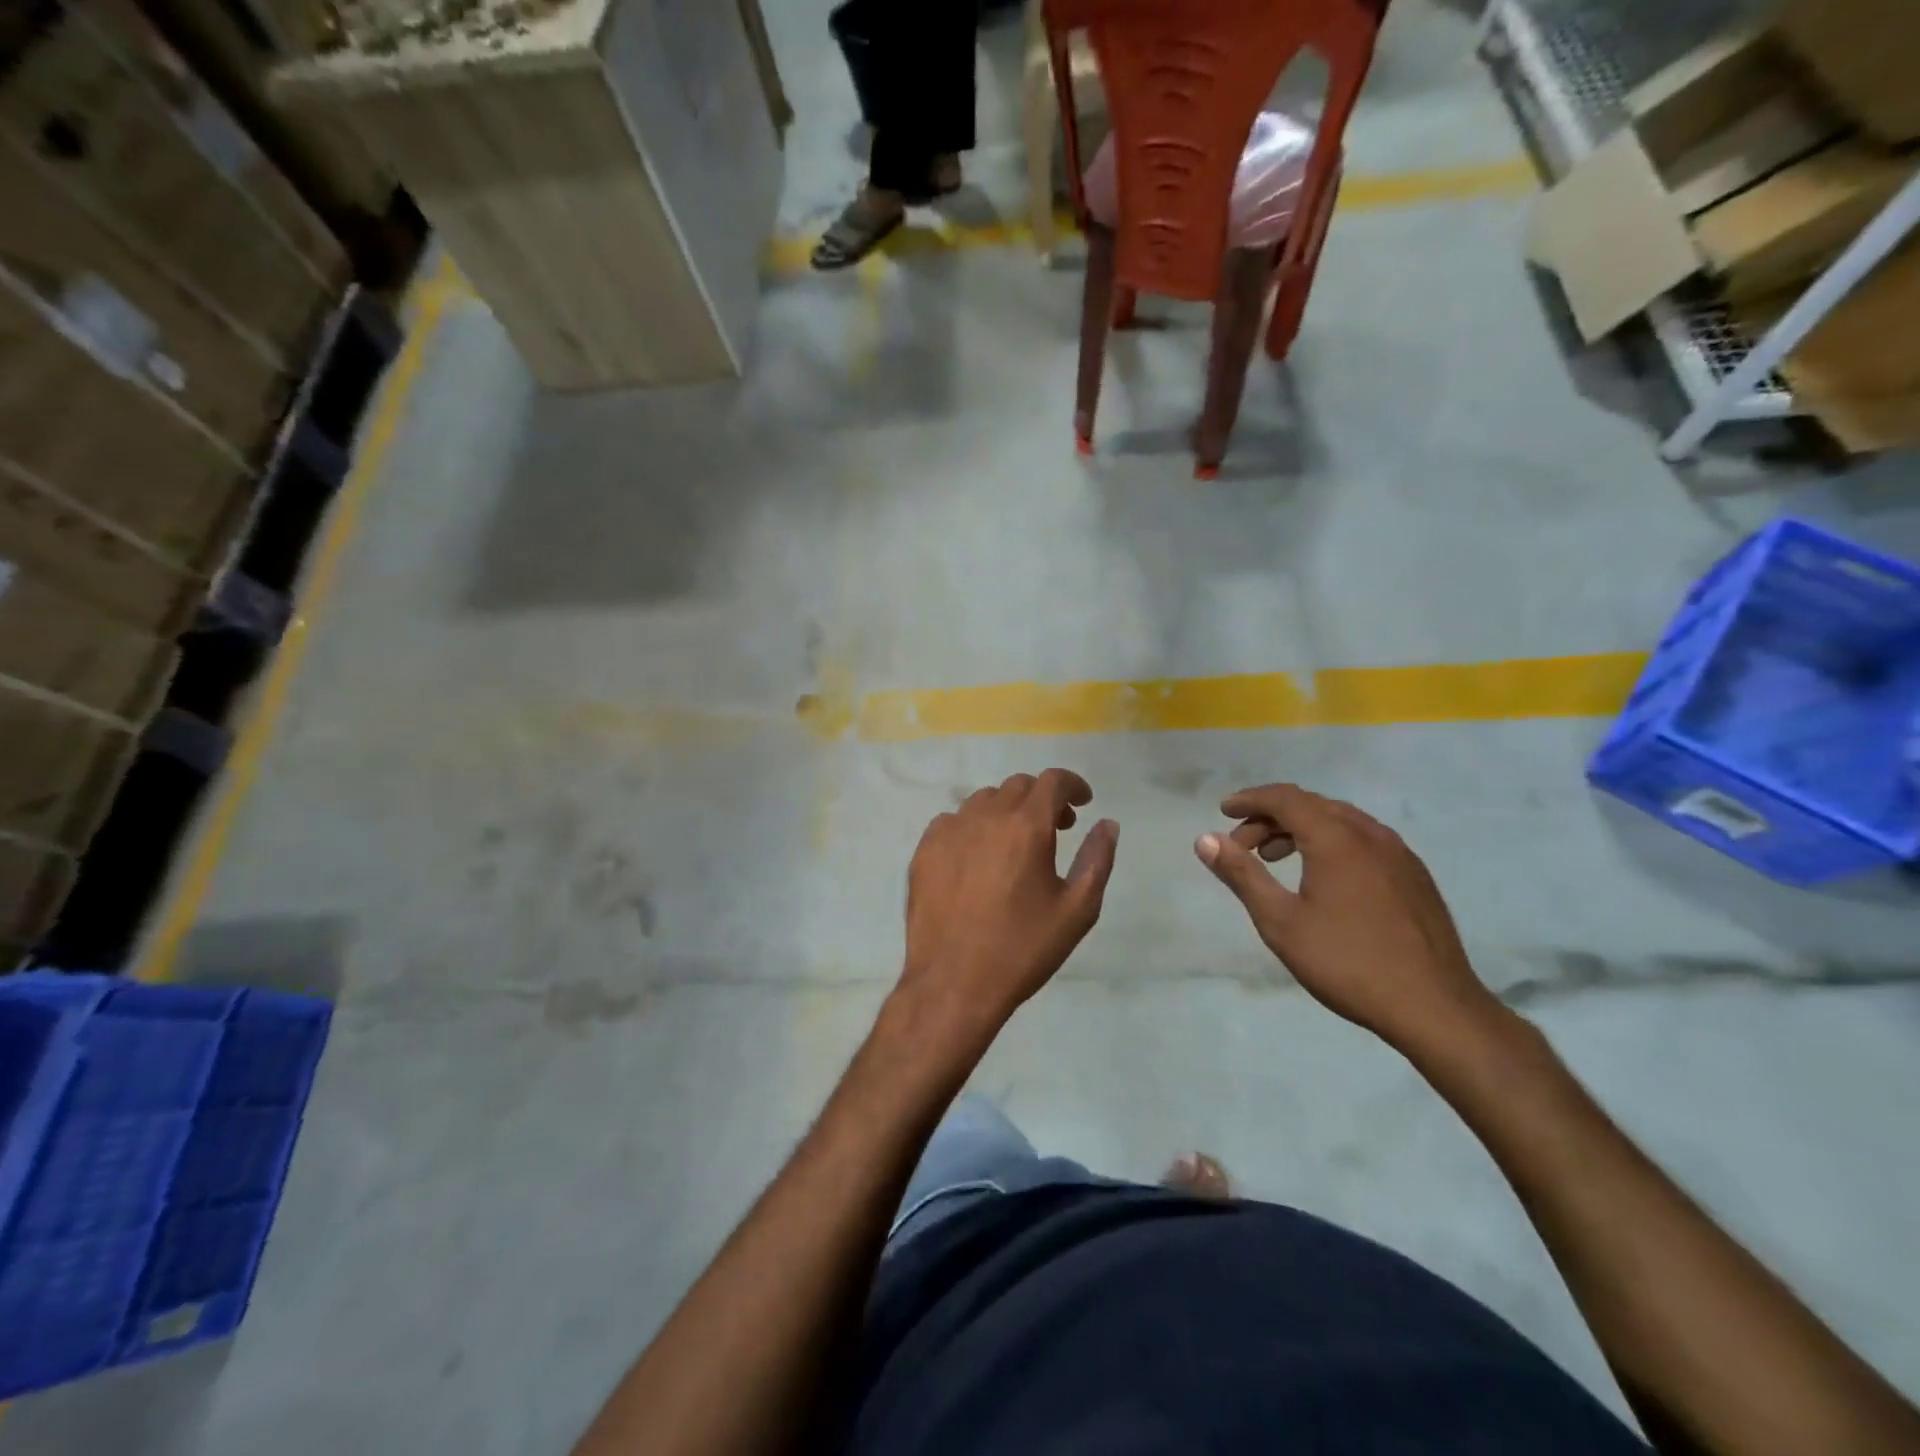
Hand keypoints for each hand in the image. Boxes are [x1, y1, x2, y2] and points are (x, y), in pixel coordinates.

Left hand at [897, 769, 1118, 1052]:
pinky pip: (952, 821)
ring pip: (984, 800)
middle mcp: (985, 817)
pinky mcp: (924, 850)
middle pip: (1018, 786)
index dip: (1072, 785)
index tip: (1082, 802)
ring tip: (1016, 845)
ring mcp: (949, 831)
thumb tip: (1107, 824)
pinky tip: (978, 858)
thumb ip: (1097, 859)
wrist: (954, 983)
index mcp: (1026, 826)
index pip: (1052, 781)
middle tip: (1056, 829)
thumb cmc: (1023, 949)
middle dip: (1042, 799)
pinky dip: (973, 827)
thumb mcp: (1077, 910)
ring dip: (1007, 811)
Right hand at [1195, 783, 1499, 1055]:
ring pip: (1340, 821)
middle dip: (1271, 817)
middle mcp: (1370, 834)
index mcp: (1336, 838)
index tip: (1223, 811)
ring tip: (1275, 859)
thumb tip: (1205, 839)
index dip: (1250, 800)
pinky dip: (1330, 843)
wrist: (1435, 1007)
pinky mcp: (1415, 875)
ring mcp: (1399, 853)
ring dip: (1301, 830)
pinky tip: (1322, 877)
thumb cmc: (1347, 962)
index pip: (1285, 798)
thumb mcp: (1280, 921)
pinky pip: (1363, 840)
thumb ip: (1242, 874)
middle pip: (1312, 805)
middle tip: (1243, 846)